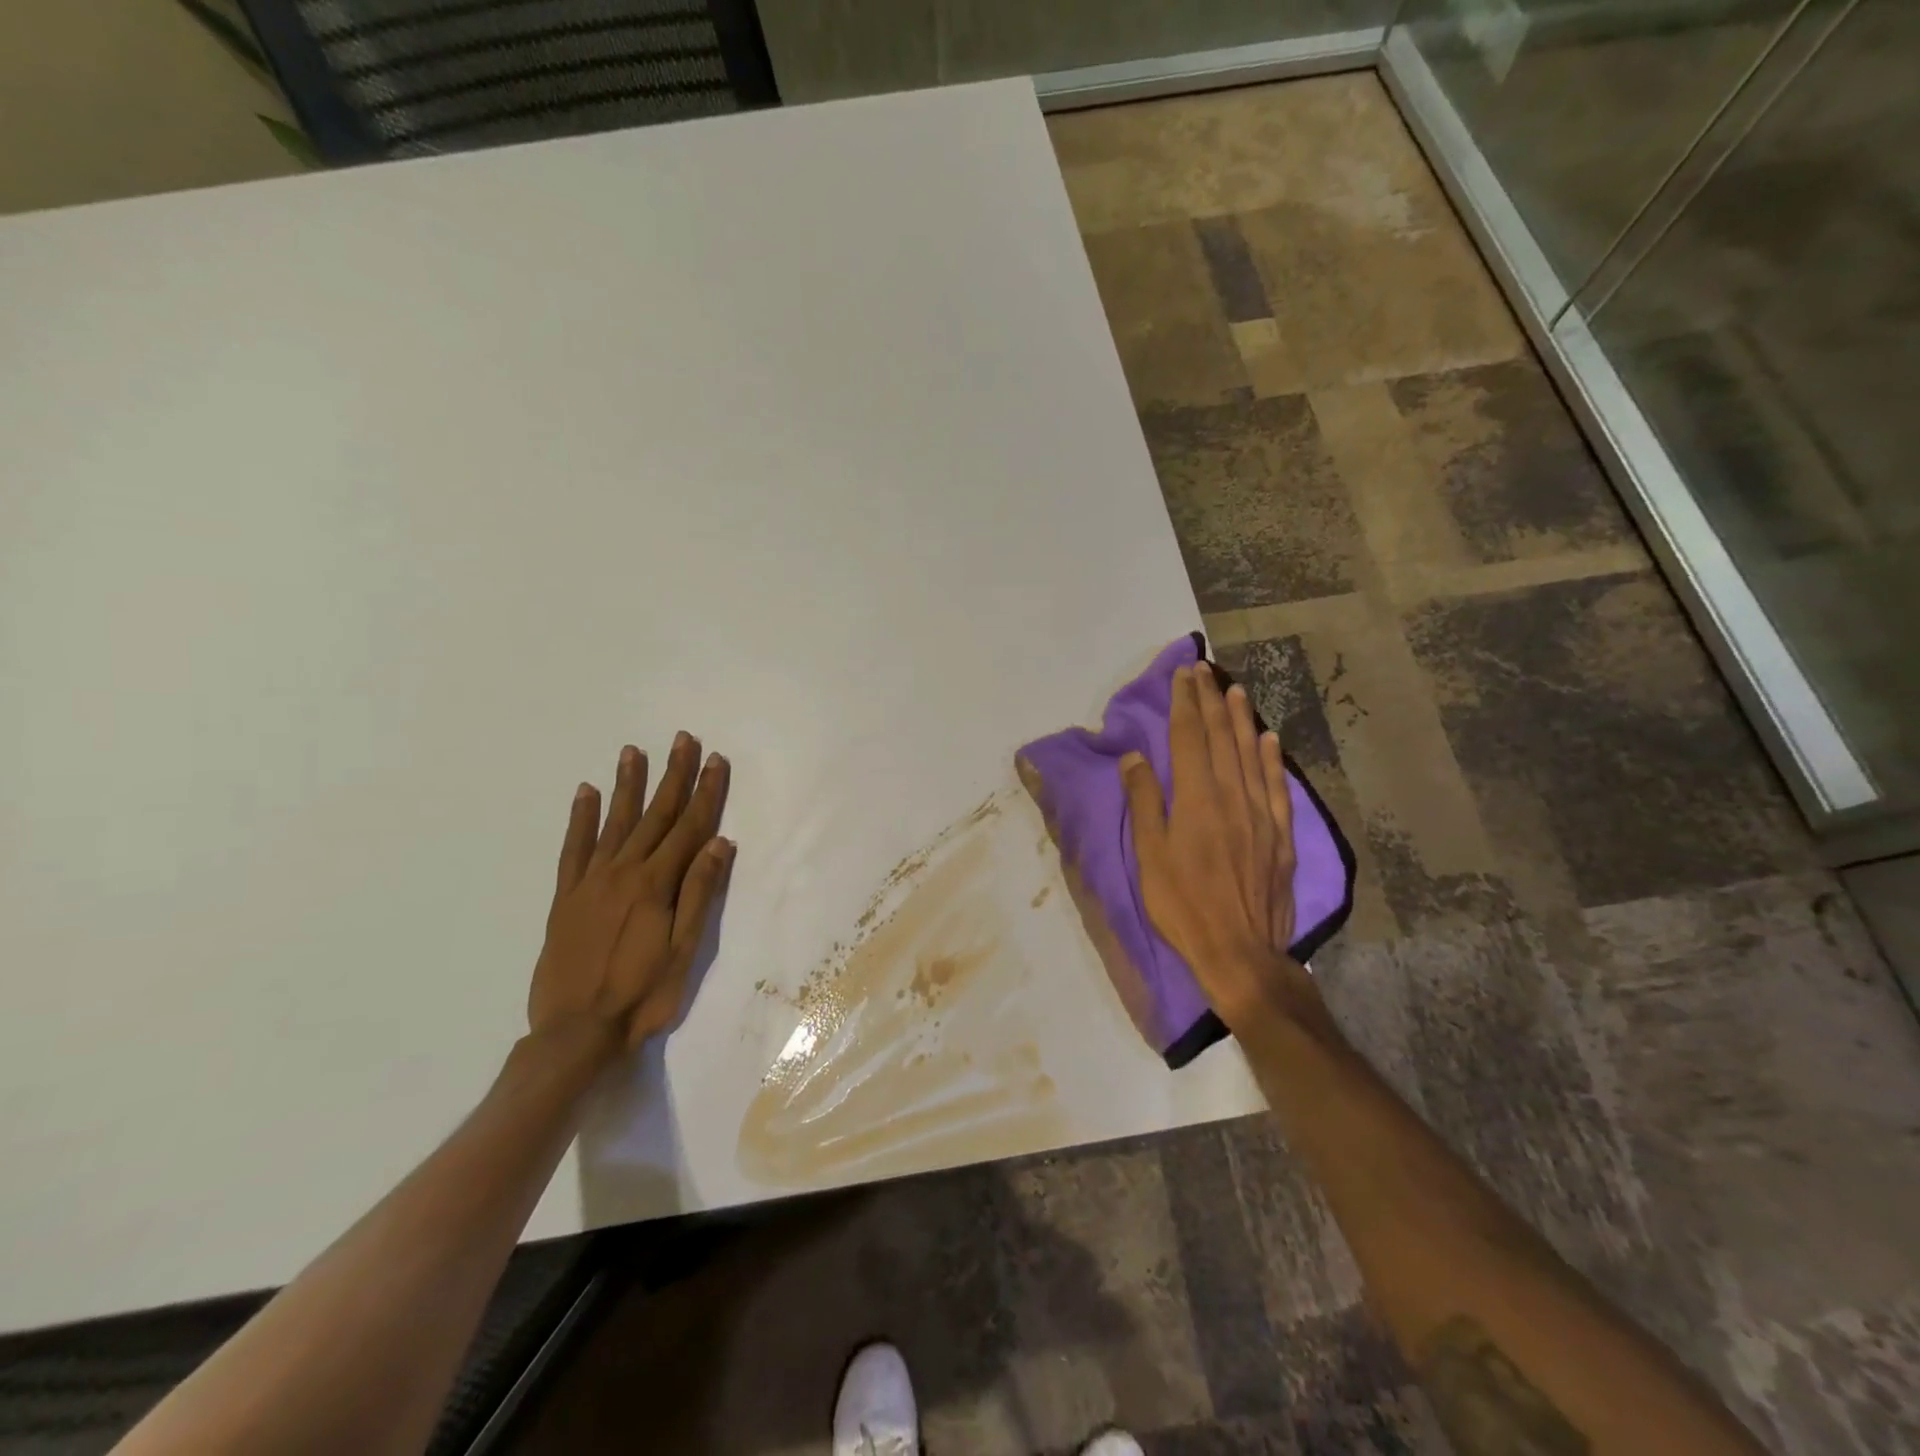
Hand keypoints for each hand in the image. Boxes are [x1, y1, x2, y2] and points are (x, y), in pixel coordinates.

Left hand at [528, 735, 734, 1054]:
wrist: (576, 1032)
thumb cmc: (642, 994)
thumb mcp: (684, 950)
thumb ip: (699, 892)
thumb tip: (720, 842)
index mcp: (656, 884)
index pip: (689, 827)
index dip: (705, 792)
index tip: (715, 760)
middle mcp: (623, 872)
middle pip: (655, 815)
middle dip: (672, 775)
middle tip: (682, 739)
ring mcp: (590, 882)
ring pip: (614, 822)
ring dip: (628, 785)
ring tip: (634, 751)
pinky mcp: (565, 897)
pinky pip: (573, 849)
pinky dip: (580, 819)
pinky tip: (586, 793)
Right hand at [1121, 663, 1312, 1029]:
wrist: (1240, 952)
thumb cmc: (1183, 905)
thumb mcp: (1149, 856)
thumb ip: (1144, 802)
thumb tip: (1135, 757)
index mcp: (1196, 800)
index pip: (1190, 738)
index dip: (1185, 703)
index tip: (1183, 675)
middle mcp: (1233, 796)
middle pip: (1221, 738)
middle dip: (1211, 701)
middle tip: (1204, 671)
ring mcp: (1262, 814)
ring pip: (1251, 754)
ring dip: (1241, 719)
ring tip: (1234, 690)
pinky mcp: (1281, 835)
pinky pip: (1277, 786)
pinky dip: (1272, 758)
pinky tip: (1269, 739)